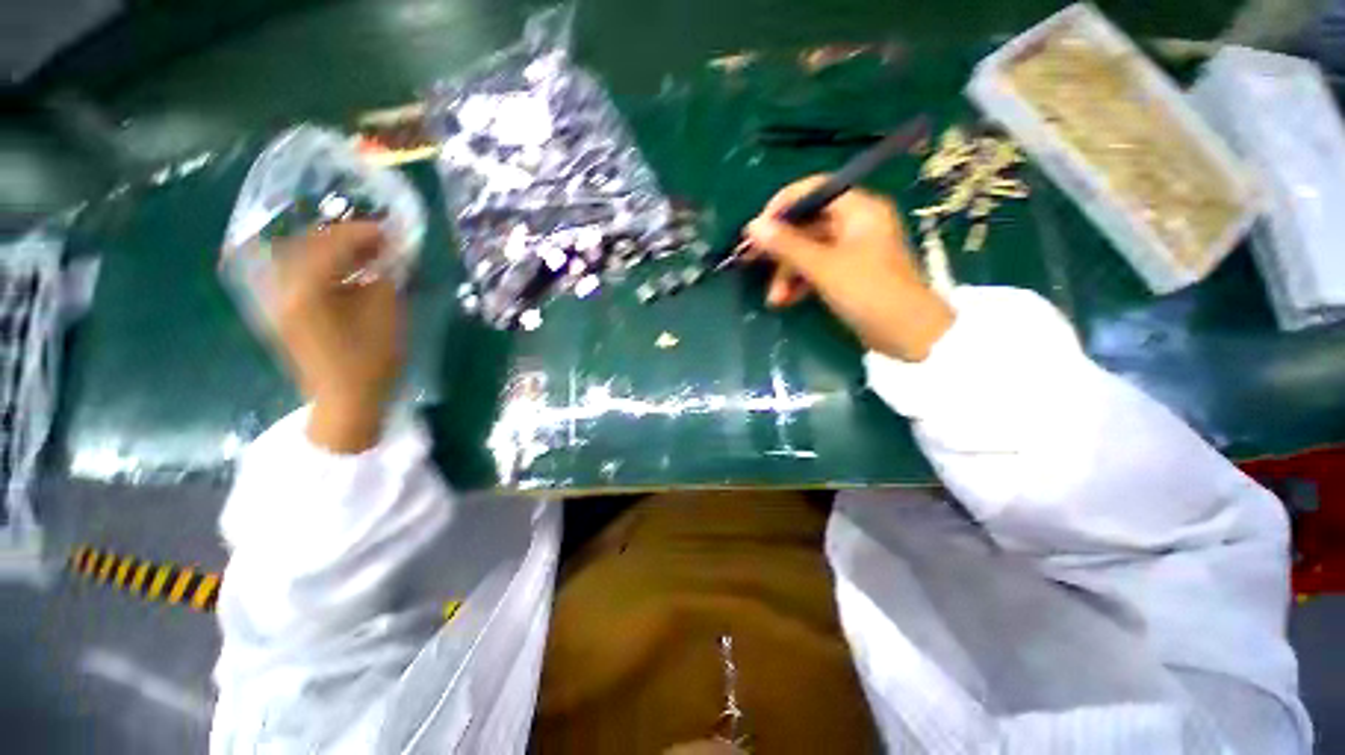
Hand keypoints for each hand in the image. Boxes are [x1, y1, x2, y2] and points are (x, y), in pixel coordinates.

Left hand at [272, 222, 402, 452]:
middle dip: (346, 237)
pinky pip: (301, 275)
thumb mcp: (386, 314)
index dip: (362, 233)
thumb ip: (385, 277)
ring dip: (334, 250)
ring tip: (366, 254)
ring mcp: (280, 300)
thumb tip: (389, 254)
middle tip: (379, 240)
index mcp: (306, 289)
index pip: (330, 243)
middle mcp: (283, 288)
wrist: (345, 400)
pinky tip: (349, 273)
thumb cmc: (370, 360)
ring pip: (302, 257)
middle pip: (309, 244)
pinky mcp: (286, 311)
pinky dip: (325, 267)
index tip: (391, 231)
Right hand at [745, 176, 954, 361]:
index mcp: (859, 209)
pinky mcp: (849, 273)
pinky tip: (786, 301)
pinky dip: (801, 282)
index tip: (757, 229)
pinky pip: (818, 268)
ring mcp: (853, 250)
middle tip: (751, 262)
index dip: (781, 206)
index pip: (813, 190)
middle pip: (807, 224)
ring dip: (787, 273)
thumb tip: (752, 226)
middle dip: (780, 248)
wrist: (908, 334)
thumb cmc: (868, 292)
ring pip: (809, 250)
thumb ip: (787, 245)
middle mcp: (856, 223)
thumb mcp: (823, 267)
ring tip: (774, 299)